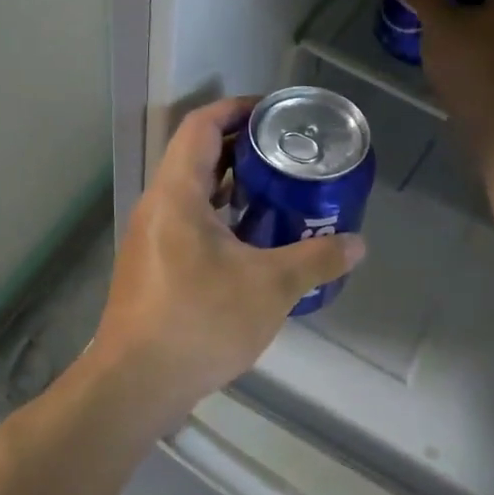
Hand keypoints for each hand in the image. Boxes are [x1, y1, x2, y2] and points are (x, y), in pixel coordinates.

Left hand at [90, 96, 365, 421]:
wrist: (135, 385)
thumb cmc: (200, 322)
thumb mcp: (270, 287)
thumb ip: (316, 259)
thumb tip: (358, 244)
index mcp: (177, 193)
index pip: (201, 127)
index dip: (235, 110)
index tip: (272, 112)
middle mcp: (157, 206)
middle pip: (196, 156)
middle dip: (241, 147)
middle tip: (286, 153)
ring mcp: (150, 238)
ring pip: (191, 192)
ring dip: (231, 185)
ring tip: (277, 190)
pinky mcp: (151, 266)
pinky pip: (186, 222)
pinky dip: (219, 217)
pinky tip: (252, 241)